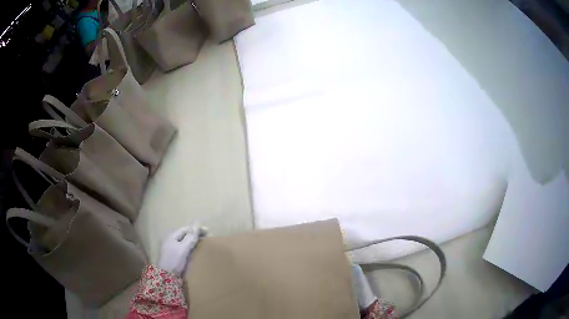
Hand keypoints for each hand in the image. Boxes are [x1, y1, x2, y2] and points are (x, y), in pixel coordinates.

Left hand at [157, 223, 206, 275]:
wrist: (166, 276)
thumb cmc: (174, 260)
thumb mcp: (183, 249)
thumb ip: (190, 238)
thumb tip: (197, 226)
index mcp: (172, 236)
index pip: (185, 229)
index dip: (196, 229)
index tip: (207, 231)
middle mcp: (170, 240)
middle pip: (184, 234)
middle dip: (194, 234)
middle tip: (205, 237)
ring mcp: (171, 247)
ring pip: (184, 241)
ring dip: (192, 241)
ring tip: (201, 243)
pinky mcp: (173, 255)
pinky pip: (183, 247)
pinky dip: (189, 247)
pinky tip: (194, 250)